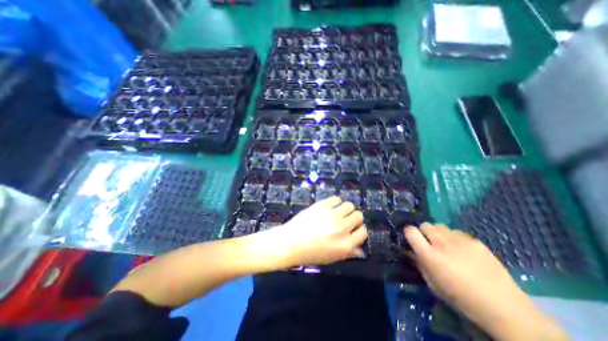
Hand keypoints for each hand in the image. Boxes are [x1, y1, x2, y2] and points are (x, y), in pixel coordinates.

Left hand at [270, 198, 364, 266]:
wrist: (290, 243)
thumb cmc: (310, 253)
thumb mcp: (332, 258)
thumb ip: (348, 253)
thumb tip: (361, 250)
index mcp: (346, 245)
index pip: (363, 232)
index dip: (359, 229)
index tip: (353, 229)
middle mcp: (342, 228)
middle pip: (358, 215)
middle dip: (354, 218)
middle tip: (345, 220)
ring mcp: (332, 215)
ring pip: (349, 205)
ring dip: (345, 208)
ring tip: (337, 212)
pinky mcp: (322, 205)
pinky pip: (336, 198)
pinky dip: (335, 202)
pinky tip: (329, 207)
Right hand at [403, 224, 569, 340]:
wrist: (504, 308)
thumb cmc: (461, 299)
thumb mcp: (433, 285)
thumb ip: (419, 264)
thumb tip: (410, 251)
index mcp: (430, 256)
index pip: (411, 231)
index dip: (409, 232)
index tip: (411, 238)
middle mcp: (442, 244)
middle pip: (425, 225)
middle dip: (424, 232)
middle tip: (429, 242)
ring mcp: (460, 240)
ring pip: (440, 226)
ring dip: (438, 233)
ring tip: (446, 245)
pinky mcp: (475, 241)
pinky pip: (457, 232)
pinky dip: (454, 238)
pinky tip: (462, 250)